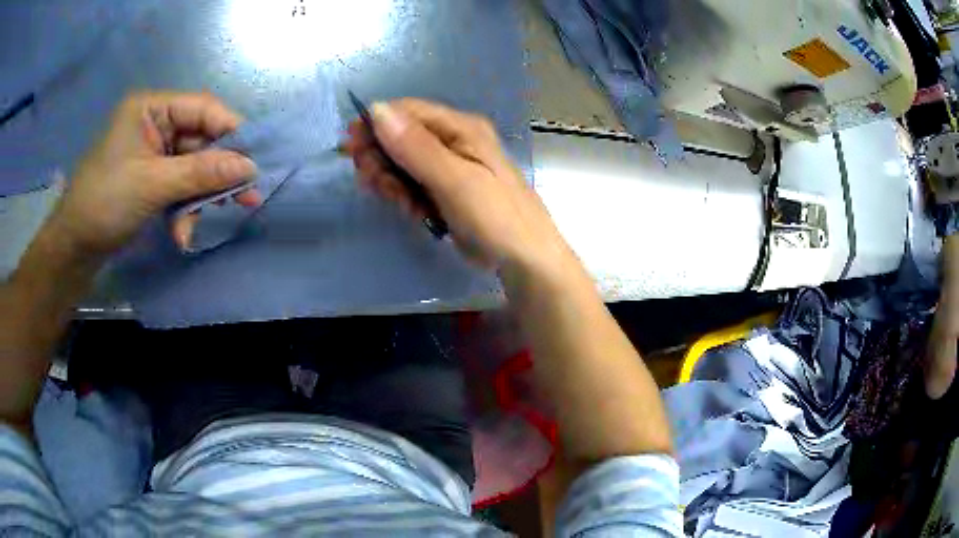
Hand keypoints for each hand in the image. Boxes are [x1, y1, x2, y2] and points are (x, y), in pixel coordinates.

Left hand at [49, 91, 259, 257]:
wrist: (74, 247)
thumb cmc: (105, 202)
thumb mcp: (153, 184)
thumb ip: (201, 172)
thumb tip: (251, 168)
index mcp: (151, 108)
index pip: (203, 109)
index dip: (231, 133)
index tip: (255, 161)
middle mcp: (156, 124)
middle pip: (200, 141)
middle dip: (215, 175)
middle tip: (245, 199)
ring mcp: (154, 153)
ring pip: (192, 169)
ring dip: (197, 200)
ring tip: (193, 229)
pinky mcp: (152, 178)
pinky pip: (180, 187)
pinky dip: (184, 210)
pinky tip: (181, 233)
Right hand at [345, 98, 571, 275]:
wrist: (525, 261)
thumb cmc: (495, 217)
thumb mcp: (454, 180)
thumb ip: (415, 146)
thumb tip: (377, 109)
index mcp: (461, 128)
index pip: (408, 111)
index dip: (376, 124)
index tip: (350, 146)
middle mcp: (455, 140)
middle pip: (402, 136)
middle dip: (381, 157)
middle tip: (370, 181)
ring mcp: (451, 167)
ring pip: (404, 163)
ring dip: (391, 180)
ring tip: (399, 201)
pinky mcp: (446, 191)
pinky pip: (414, 184)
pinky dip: (405, 196)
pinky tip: (410, 210)